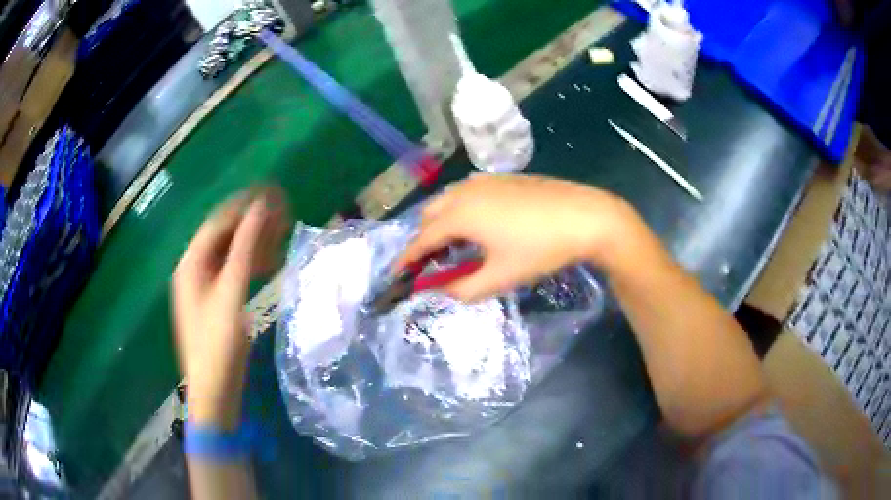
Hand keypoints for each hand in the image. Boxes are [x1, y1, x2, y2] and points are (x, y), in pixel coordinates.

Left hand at [172, 188, 290, 428]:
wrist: (214, 393)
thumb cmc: (218, 345)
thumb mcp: (231, 294)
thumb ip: (245, 249)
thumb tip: (261, 208)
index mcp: (190, 264)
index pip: (218, 222)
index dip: (245, 206)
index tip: (274, 195)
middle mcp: (194, 269)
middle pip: (224, 235)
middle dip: (252, 223)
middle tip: (284, 214)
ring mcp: (204, 286)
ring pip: (230, 253)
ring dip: (254, 242)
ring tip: (282, 235)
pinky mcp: (215, 302)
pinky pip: (234, 271)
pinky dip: (251, 264)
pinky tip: (270, 264)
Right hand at [395, 174, 640, 301]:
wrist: (585, 217)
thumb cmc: (540, 249)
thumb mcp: (500, 277)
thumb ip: (463, 289)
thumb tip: (443, 290)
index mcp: (459, 215)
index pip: (421, 239)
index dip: (407, 259)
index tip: (396, 274)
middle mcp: (465, 191)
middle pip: (430, 215)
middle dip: (424, 239)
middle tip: (433, 263)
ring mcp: (485, 180)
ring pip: (449, 200)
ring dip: (443, 222)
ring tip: (456, 246)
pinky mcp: (504, 177)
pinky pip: (468, 193)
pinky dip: (461, 210)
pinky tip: (481, 225)